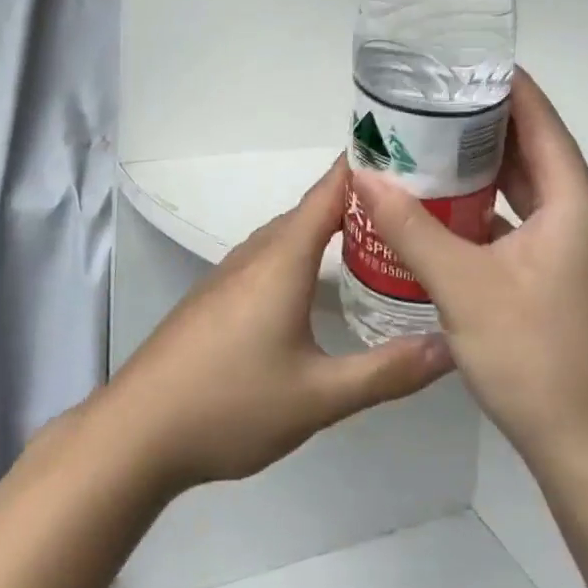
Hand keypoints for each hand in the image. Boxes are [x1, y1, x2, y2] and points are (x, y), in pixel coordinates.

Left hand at [102, 156, 453, 491]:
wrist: (137, 431)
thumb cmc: (230, 404)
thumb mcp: (319, 397)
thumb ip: (387, 371)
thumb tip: (451, 347)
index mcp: (284, 256)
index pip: (332, 188)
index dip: (369, 166)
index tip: (414, 156)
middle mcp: (258, 250)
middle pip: (315, 207)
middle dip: (362, 200)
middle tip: (416, 207)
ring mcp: (233, 271)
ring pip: (292, 232)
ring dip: (333, 226)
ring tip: (379, 237)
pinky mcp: (219, 293)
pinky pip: (273, 254)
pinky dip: (307, 250)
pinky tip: (321, 280)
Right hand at [354, 72, 587, 475]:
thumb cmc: (533, 356)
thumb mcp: (461, 285)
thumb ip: (409, 226)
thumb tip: (363, 173)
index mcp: (575, 201)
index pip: (539, 118)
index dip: (503, 83)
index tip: (458, 60)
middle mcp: (584, 213)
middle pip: (532, 147)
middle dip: (482, 121)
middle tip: (428, 100)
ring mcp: (576, 245)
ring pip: (527, 185)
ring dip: (483, 164)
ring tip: (428, 142)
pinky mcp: (563, 272)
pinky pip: (524, 217)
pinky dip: (489, 204)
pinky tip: (444, 205)